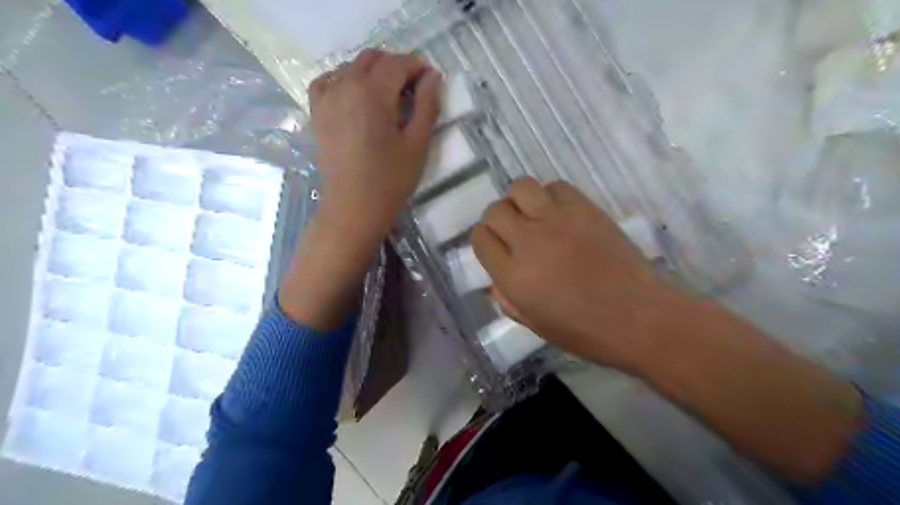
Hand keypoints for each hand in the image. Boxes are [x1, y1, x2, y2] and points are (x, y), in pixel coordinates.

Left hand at [277, 50, 441, 329]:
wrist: (353, 209)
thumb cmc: (390, 180)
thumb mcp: (417, 144)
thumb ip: (427, 105)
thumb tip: (432, 76)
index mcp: (372, 92)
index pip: (398, 63)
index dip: (418, 67)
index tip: (431, 80)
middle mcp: (345, 85)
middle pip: (373, 59)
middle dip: (397, 66)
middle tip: (414, 89)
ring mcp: (326, 98)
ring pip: (351, 67)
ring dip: (373, 72)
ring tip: (388, 96)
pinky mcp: (317, 113)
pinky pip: (328, 81)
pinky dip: (345, 79)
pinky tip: (356, 95)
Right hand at [473, 177, 860, 481]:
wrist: (640, 317)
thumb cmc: (587, 331)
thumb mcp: (536, 326)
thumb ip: (509, 300)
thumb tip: (497, 281)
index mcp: (513, 276)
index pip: (480, 239)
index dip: (483, 241)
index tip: (494, 247)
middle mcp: (529, 241)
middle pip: (495, 210)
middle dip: (497, 220)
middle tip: (513, 233)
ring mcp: (557, 220)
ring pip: (520, 188)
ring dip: (520, 201)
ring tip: (533, 216)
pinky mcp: (584, 208)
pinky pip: (555, 186)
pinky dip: (550, 196)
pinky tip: (559, 213)